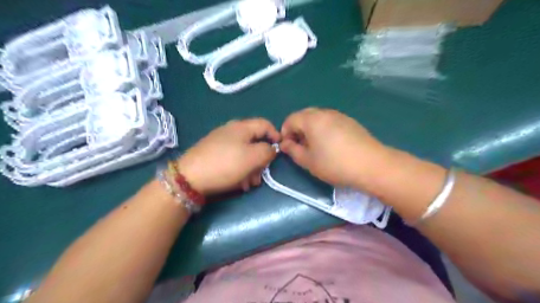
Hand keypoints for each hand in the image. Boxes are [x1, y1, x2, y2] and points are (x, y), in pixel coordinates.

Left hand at [177, 118, 279, 194]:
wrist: (189, 177)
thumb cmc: (226, 164)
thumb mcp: (253, 157)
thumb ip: (267, 151)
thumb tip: (272, 149)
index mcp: (242, 127)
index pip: (265, 124)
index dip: (276, 135)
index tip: (280, 151)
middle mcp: (231, 131)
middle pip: (255, 141)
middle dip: (261, 159)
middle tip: (261, 174)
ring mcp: (221, 142)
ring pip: (244, 153)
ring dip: (251, 168)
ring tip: (249, 183)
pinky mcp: (213, 153)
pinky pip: (233, 159)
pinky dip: (240, 169)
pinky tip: (239, 183)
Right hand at [280, 107, 390, 188]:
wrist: (371, 165)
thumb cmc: (334, 164)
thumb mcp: (308, 161)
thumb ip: (292, 150)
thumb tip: (285, 143)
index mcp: (311, 119)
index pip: (290, 119)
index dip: (285, 133)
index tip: (288, 148)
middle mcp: (324, 112)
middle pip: (304, 116)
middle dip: (297, 130)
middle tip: (300, 147)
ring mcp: (339, 115)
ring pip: (317, 118)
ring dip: (310, 129)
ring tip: (315, 147)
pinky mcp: (350, 121)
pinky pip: (330, 121)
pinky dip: (323, 129)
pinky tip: (331, 145)